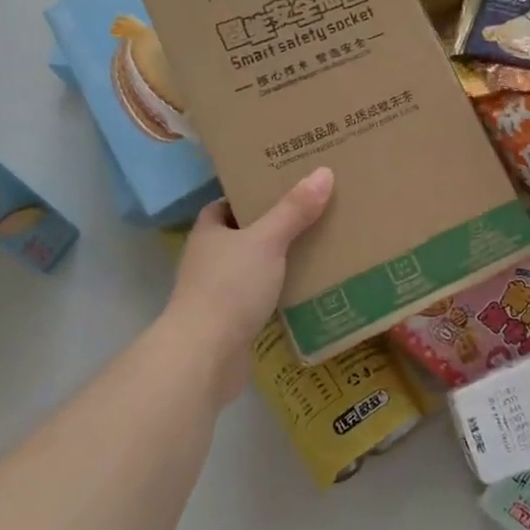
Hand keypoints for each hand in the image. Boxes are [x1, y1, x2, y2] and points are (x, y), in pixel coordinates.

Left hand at [166, 168, 334, 401]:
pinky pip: (262, 296)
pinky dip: (282, 290)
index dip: (252, 193)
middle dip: (275, 225)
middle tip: (313, 211)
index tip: (285, 185)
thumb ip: (294, 210)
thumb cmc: (229, 287)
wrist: (205, 356)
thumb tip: (323, 172)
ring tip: (320, 245)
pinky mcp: (233, 321)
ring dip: (281, 260)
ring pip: (255, 266)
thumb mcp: (266, 241)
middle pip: (245, 234)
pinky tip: (310, 286)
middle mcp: (209, 259)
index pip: (228, 204)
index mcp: (209, 232)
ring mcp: (219, 292)